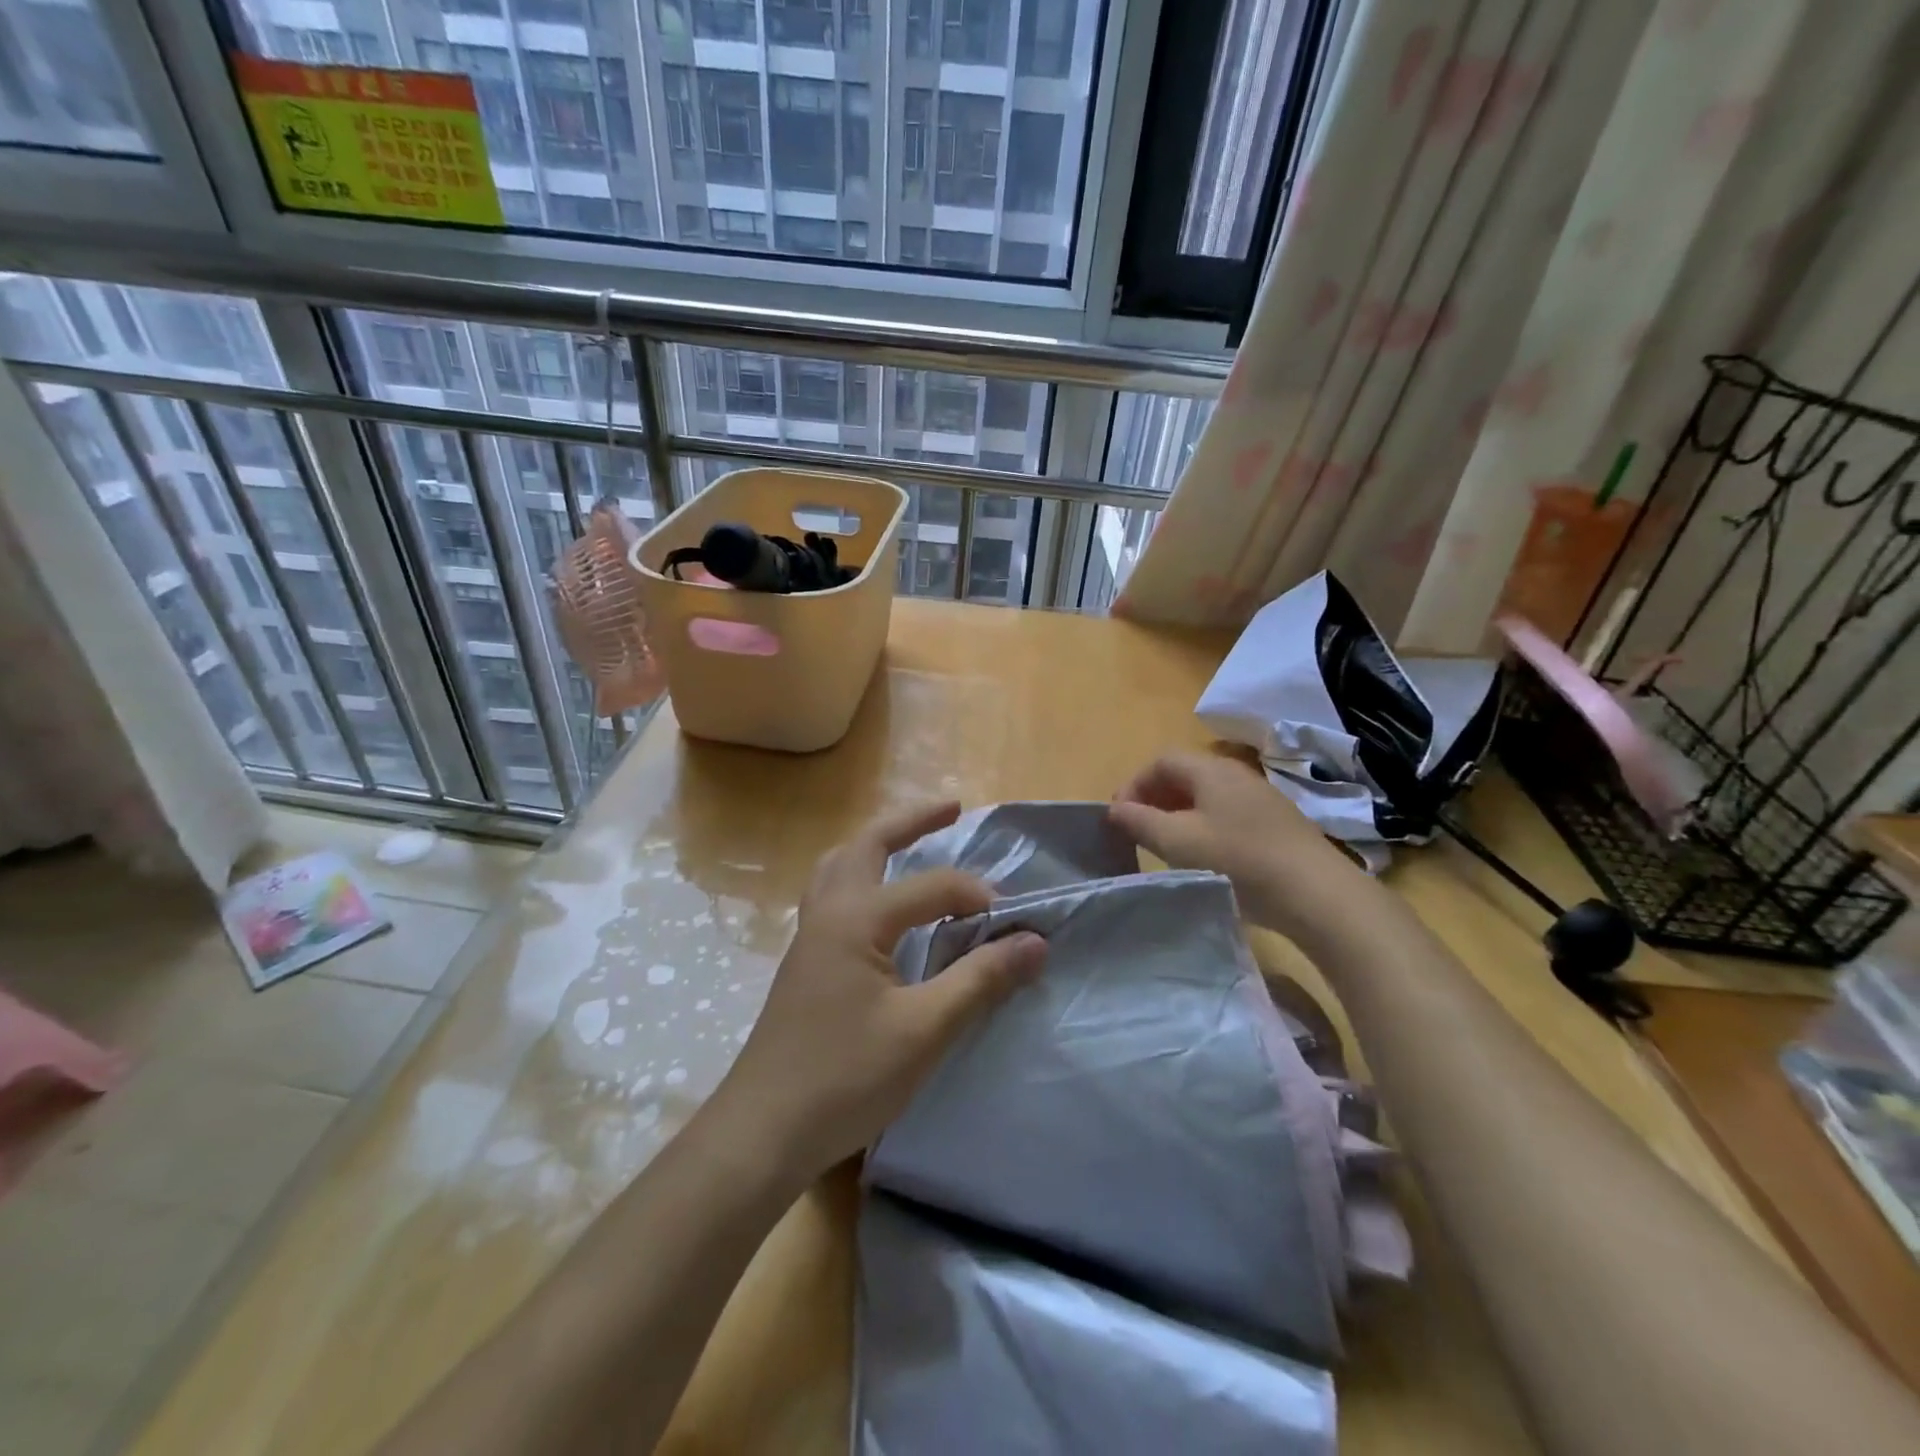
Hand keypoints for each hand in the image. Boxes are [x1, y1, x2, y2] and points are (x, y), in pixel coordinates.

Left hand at [715, 801, 1045, 1185]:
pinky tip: (876, 906)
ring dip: (875, 844)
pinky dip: (859, 877)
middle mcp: (827, 913)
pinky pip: (831, 895)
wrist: (763, 1131)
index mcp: (855, 918)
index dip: (976, 896)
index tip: (1013, 924)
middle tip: (951, 808)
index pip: (929, 887)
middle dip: (910, 822)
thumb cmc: (846, 1077)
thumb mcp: (925, 1029)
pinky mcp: (804, 964)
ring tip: (906, 841)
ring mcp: (808, 938)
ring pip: (838, 866)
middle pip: (866, 845)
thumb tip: (1034, 941)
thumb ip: (980, 979)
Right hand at [1108, 751, 1360, 938]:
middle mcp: (1236, 774)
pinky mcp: (1276, 823)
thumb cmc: (1238, 860)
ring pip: (1206, 796)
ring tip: (1166, 846)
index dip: (1134, 784)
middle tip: (1138, 830)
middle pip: (1184, 775)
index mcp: (1211, 770)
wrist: (1317, 894)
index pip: (1161, 761)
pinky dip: (1204, 826)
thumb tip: (1114, 809)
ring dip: (1178, 814)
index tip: (1120, 817)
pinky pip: (1227, 813)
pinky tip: (1204, 857)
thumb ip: (1140, 822)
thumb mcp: (1178, 842)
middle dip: (1154, 798)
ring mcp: (1260, 798)